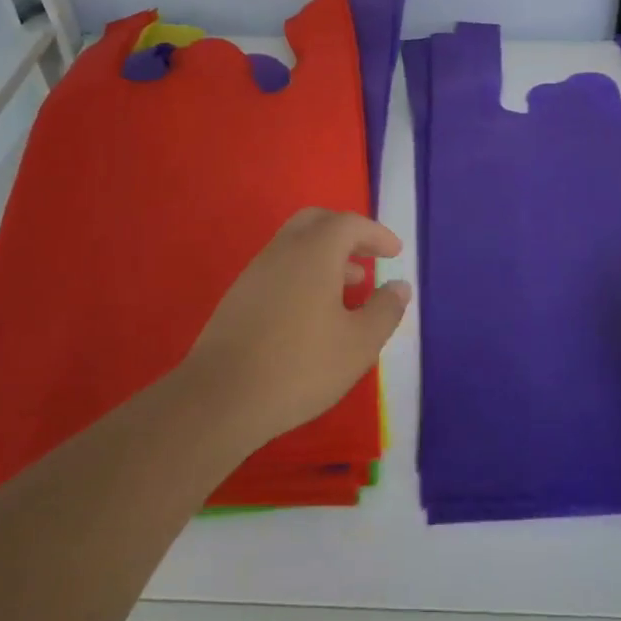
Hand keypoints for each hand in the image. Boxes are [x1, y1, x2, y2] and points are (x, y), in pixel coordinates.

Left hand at [179, 208, 410, 450]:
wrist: (220, 398)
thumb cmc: (300, 366)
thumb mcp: (359, 344)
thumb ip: (385, 310)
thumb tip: (399, 285)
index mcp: (315, 252)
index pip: (350, 224)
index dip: (376, 234)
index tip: (395, 252)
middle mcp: (283, 250)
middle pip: (317, 221)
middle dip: (346, 234)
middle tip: (368, 257)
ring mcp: (256, 271)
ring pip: (295, 244)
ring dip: (325, 256)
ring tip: (348, 288)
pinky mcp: (239, 296)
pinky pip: (279, 267)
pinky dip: (303, 273)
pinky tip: (312, 311)